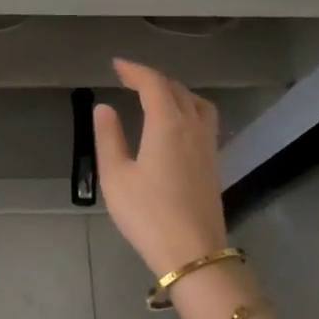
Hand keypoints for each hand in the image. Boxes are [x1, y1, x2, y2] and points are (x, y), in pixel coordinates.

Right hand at [92, 59, 227, 276]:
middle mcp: (192, 128)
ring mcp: (207, 146)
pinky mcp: (213, 164)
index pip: (153, 84)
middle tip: (130, 79)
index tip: (117, 65)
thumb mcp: (116, 176)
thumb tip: (104, 108)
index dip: (135, 71)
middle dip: (153, 79)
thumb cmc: (147, 213)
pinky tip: (175, 125)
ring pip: (197, 104)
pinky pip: (204, 121)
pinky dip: (188, 109)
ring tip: (157, 96)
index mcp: (167, 124)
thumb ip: (109, 138)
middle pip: (177, 90)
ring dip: (177, 92)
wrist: (192, 252)